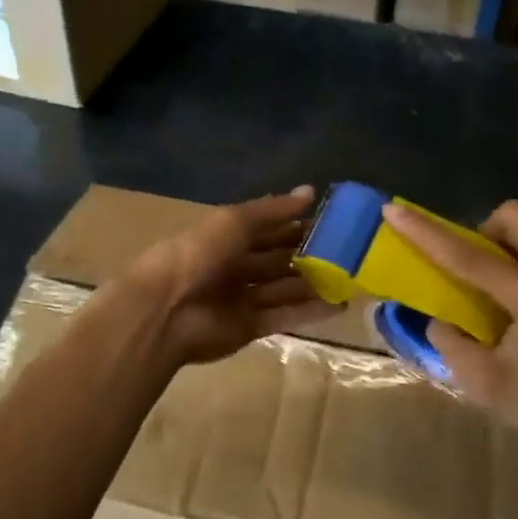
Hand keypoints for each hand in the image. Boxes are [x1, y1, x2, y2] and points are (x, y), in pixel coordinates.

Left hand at [123, 186, 332, 367]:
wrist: (166, 309)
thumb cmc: (199, 254)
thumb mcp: (234, 221)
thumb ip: (273, 209)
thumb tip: (310, 190)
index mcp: (226, 238)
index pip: (267, 229)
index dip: (295, 224)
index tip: (330, 221)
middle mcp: (235, 266)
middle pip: (277, 259)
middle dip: (308, 255)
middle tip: (347, 250)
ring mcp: (241, 299)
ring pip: (284, 288)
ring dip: (314, 283)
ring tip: (350, 278)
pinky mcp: (249, 327)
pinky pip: (284, 316)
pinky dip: (310, 311)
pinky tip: (339, 304)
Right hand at [381, 200, 517, 458]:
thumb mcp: (488, 386)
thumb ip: (452, 346)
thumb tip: (439, 321)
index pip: (467, 255)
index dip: (425, 232)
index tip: (394, 209)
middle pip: (514, 217)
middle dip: (482, 230)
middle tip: (470, 267)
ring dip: (505, 254)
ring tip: (495, 299)